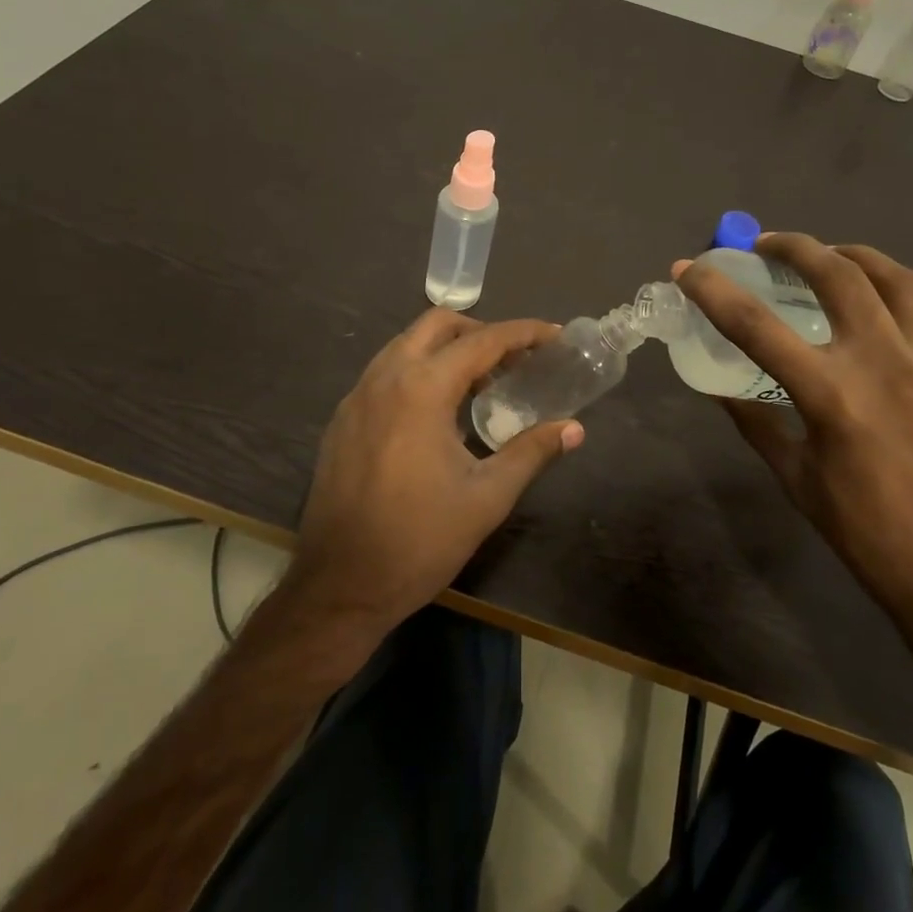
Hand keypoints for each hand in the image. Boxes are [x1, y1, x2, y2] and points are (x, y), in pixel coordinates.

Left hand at [283, 308, 584, 643]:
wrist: (339, 586)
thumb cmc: (419, 541)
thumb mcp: (486, 498)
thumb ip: (531, 452)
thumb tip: (573, 429)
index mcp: (422, 389)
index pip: (482, 341)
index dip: (523, 333)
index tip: (553, 335)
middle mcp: (384, 377)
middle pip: (437, 325)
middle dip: (480, 331)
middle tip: (514, 359)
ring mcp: (356, 396)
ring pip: (406, 345)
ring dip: (446, 350)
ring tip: (480, 384)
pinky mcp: (342, 419)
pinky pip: (385, 373)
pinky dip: (418, 372)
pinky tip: (437, 413)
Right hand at [677, 235, 912, 656]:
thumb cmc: (870, 537)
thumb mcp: (797, 479)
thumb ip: (756, 422)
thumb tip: (720, 386)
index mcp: (831, 395)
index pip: (754, 325)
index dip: (713, 290)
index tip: (688, 268)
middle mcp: (886, 363)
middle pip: (835, 274)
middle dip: (793, 247)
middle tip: (768, 246)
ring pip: (901, 278)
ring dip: (858, 256)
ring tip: (834, 257)